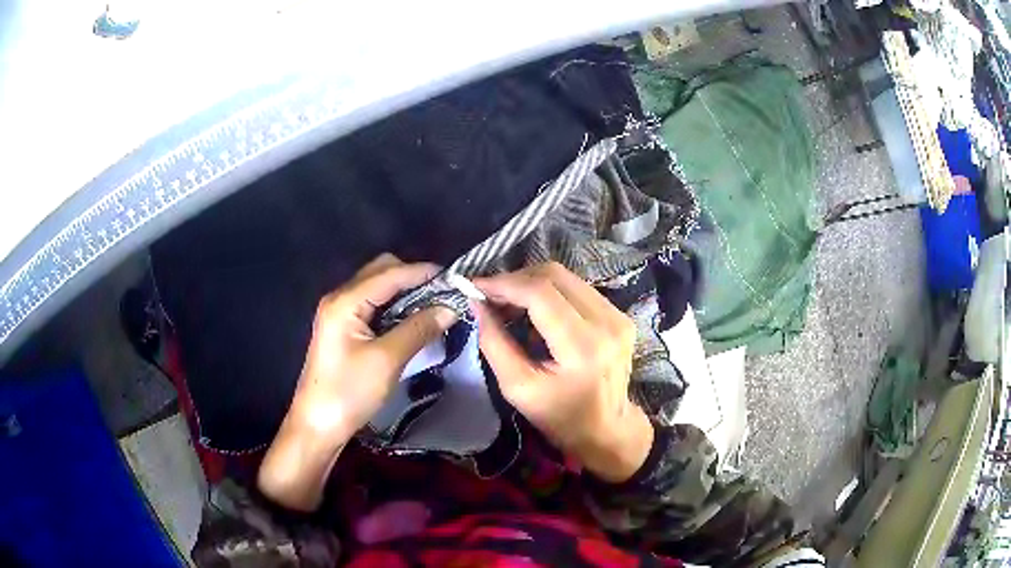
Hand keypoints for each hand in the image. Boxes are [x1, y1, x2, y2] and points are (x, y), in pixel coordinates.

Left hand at [290, 254, 457, 439]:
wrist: (318, 426)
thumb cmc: (349, 392)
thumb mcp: (387, 360)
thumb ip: (419, 329)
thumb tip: (451, 307)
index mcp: (346, 301)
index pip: (390, 273)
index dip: (424, 273)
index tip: (457, 280)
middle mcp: (340, 298)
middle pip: (381, 271)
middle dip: (414, 278)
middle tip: (444, 295)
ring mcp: (340, 313)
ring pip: (378, 288)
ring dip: (406, 292)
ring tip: (435, 307)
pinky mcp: (343, 329)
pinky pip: (374, 306)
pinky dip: (395, 307)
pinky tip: (413, 321)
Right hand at [473, 262, 653, 482]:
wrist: (608, 429)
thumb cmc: (560, 417)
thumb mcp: (518, 388)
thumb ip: (494, 343)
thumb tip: (477, 303)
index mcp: (582, 347)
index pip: (540, 293)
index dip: (504, 284)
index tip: (475, 286)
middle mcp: (606, 322)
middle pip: (554, 276)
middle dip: (516, 280)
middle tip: (491, 297)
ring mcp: (618, 315)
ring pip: (566, 277)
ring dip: (532, 284)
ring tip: (510, 304)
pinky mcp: (620, 315)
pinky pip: (578, 288)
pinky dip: (550, 292)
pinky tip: (536, 312)